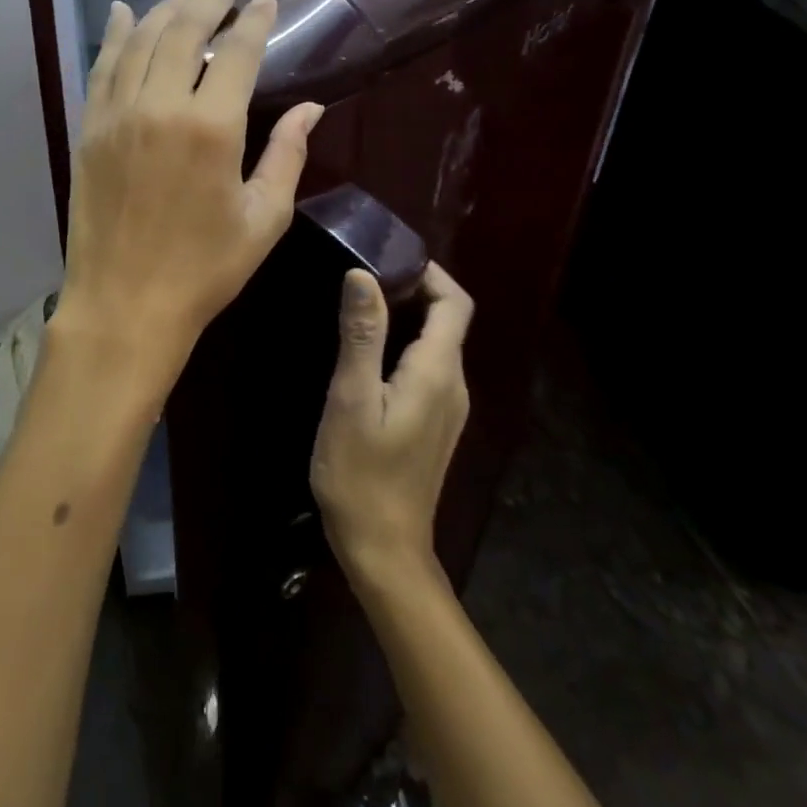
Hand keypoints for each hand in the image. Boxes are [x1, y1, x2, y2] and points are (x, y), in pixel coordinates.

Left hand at [55, 0, 323, 404]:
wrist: (125, 305)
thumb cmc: (204, 269)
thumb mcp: (263, 218)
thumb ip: (288, 155)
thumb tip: (312, 109)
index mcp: (213, 127)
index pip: (238, 52)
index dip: (254, 20)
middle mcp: (161, 106)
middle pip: (184, 32)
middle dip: (208, 2)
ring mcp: (118, 115)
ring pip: (141, 42)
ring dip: (164, 11)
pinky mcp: (89, 130)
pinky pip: (102, 68)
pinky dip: (115, 36)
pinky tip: (124, 14)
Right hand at [310, 263, 473, 587]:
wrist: (384, 549)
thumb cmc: (361, 473)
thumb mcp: (351, 399)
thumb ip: (361, 335)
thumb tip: (362, 274)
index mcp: (438, 372)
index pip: (454, 303)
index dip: (430, 272)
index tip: (389, 257)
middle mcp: (454, 385)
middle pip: (448, 320)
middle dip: (414, 289)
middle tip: (364, 276)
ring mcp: (448, 408)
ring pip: (437, 344)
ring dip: (408, 316)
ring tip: (361, 307)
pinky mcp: (435, 424)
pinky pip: (429, 368)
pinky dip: (406, 345)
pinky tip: (368, 355)